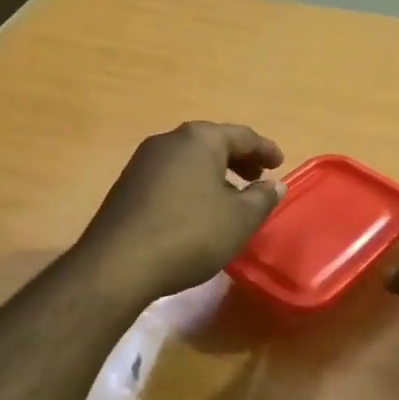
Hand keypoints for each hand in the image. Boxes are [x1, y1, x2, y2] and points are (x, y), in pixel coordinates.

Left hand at [77, 122, 285, 301]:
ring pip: (189, 160)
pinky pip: (170, 177)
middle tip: (257, 179)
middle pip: (212, 143)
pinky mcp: (127, 186)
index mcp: (199, 139)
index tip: (280, 164)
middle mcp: (169, 141)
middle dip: (238, 160)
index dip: (265, 150)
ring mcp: (142, 162)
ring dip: (214, 175)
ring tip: (230, 199)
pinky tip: (196, 212)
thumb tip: (274, 185)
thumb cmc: (190, 234)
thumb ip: (262, 198)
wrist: (118, 264)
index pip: (242, 136)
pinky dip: (191, 186)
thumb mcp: (240, 219)